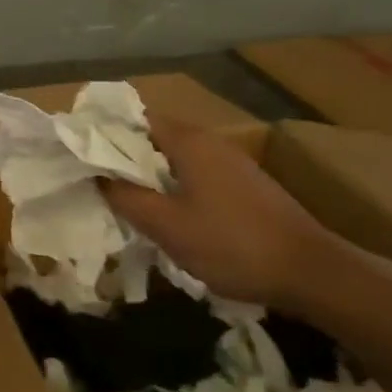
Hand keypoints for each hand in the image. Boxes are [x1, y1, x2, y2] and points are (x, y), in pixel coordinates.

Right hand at [99, 119, 340, 308]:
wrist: (313, 273)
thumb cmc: (231, 244)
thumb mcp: (166, 225)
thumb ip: (125, 196)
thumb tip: (96, 175)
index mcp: (189, 141)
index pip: (134, 118)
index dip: (103, 131)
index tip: (79, 151)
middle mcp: (210, 142)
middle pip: (153, 137)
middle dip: (122, 155)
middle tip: (94, 178)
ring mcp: (231, 164)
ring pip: (175, 158)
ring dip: (148, 173)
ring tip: (123, 198)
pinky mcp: (245, 186)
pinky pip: (195, 174)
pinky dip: (172, 185)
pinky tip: (166, 214)